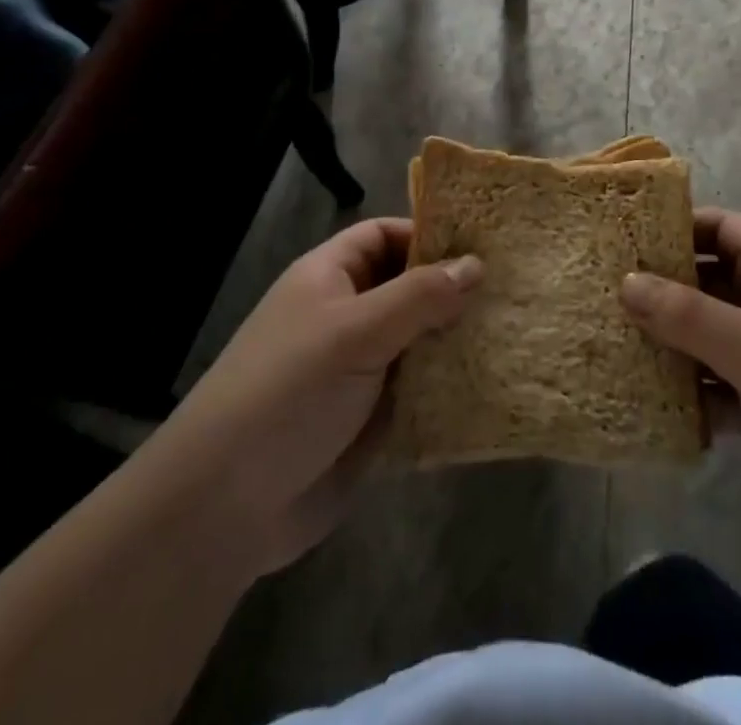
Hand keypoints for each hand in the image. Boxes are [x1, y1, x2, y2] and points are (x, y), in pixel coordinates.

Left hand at [160, 219, 481, 576]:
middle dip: (453, 289)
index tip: (482, 244)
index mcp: (330, 278)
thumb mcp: (355, 331)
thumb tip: (475, 264)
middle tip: (513, 288)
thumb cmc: (288, 391)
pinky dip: (449, 386)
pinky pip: (420, 389)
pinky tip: (493, 383)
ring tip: (516, 331)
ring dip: (457, 339)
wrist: (225, 506)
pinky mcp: (371, 419)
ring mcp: (359, 369)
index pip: (384, 236)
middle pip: (407, 287)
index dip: (427, 234)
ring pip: (419, 340)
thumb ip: (418, 296)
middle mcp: (347, 316)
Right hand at [620, 207, 740, 534]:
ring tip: (614, 340)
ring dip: (669, 341)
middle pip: (709, 281)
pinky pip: (713, 385)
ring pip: (707, 335)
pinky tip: (646, 398)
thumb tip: (625, 281)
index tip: (631, 235)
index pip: (725, 228)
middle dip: (664, 286)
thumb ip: (686, 314)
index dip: (682, 225)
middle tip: (608, 290)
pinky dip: (686, 390)